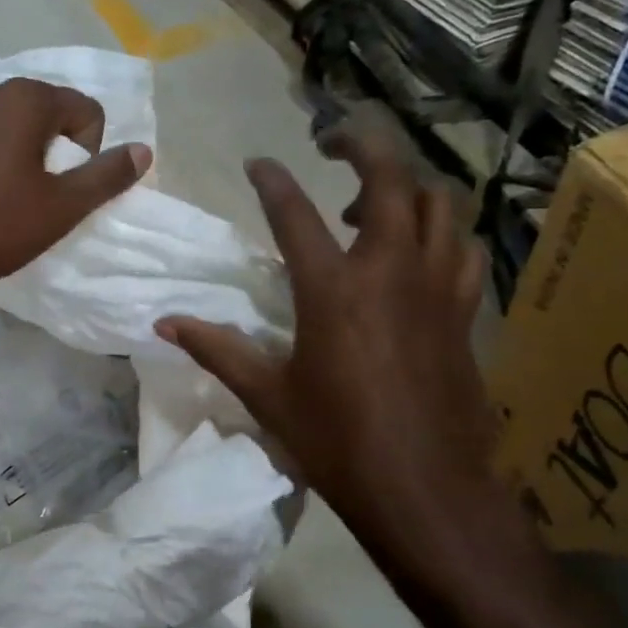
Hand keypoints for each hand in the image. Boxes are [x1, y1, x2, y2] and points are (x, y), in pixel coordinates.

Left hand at [0, 78, 151, 300]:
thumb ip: (105, 177)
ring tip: (12, 207)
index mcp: (26, 99)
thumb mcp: (59, 208)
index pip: (87, 109)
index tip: (68, 192)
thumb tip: (143, 150)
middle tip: (45, 202)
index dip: (92, 153)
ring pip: (15, 131)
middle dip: (59, 157)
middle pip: (50, 116)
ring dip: (27, 164)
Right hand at [156, 134, 513, 588]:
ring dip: (406, 186)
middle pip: (389, 178)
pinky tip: (420, 253)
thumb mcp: (268, 396)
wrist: (423, 486)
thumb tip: (163, 325)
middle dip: (362, 144)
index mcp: (332, 289)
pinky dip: (442, 233)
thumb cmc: (336, 443)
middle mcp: (389, 270)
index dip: (271, 181)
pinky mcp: (463, 310)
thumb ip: (217, 350)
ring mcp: (436, 286)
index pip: (294, 213)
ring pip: (438, 204)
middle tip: (333, 141)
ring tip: (373, 204)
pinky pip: (462, 248)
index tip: (257, 164)